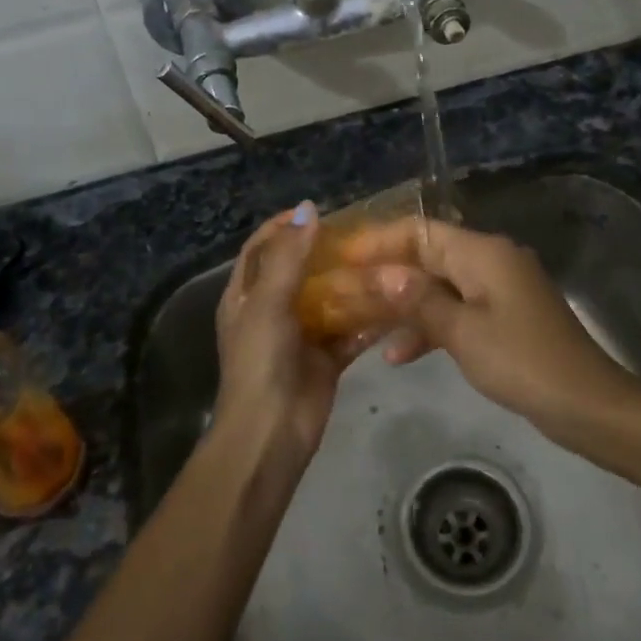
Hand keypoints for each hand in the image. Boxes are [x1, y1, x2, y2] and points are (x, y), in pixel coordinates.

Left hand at [214, 202, 371, 462]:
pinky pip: (350, 330)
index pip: (261, 248)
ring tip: (382, 258)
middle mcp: (272, 310)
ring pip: (329, 299)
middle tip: (360, 233)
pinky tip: (394, 300)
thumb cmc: (260, 361)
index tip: (316, 211)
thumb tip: (307, 209)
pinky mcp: (327, 357)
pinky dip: (369, 318)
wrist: (271, 432)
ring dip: (351, 282)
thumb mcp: (268, 303)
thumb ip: (289, 257)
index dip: (283, 227)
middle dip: (326, 251)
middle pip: (299, 270)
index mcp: (246, 295)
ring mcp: (301, 334)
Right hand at [341, 218, 639, 436]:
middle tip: (344, 292)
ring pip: (438, 286)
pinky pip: (456, 311)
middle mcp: (489, 261)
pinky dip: (429, 326)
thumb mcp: (463, 333)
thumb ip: (418, 300)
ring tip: (361, 323)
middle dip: (386, 275)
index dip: (379, 241)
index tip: (343, 258)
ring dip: (403, 304)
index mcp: (482, 253)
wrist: (586, 404)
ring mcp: (497, 290)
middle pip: (427, 256)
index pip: (420, 231)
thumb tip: (380, 274)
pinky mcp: (502, 318)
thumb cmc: (522, 362)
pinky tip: (398, 355)